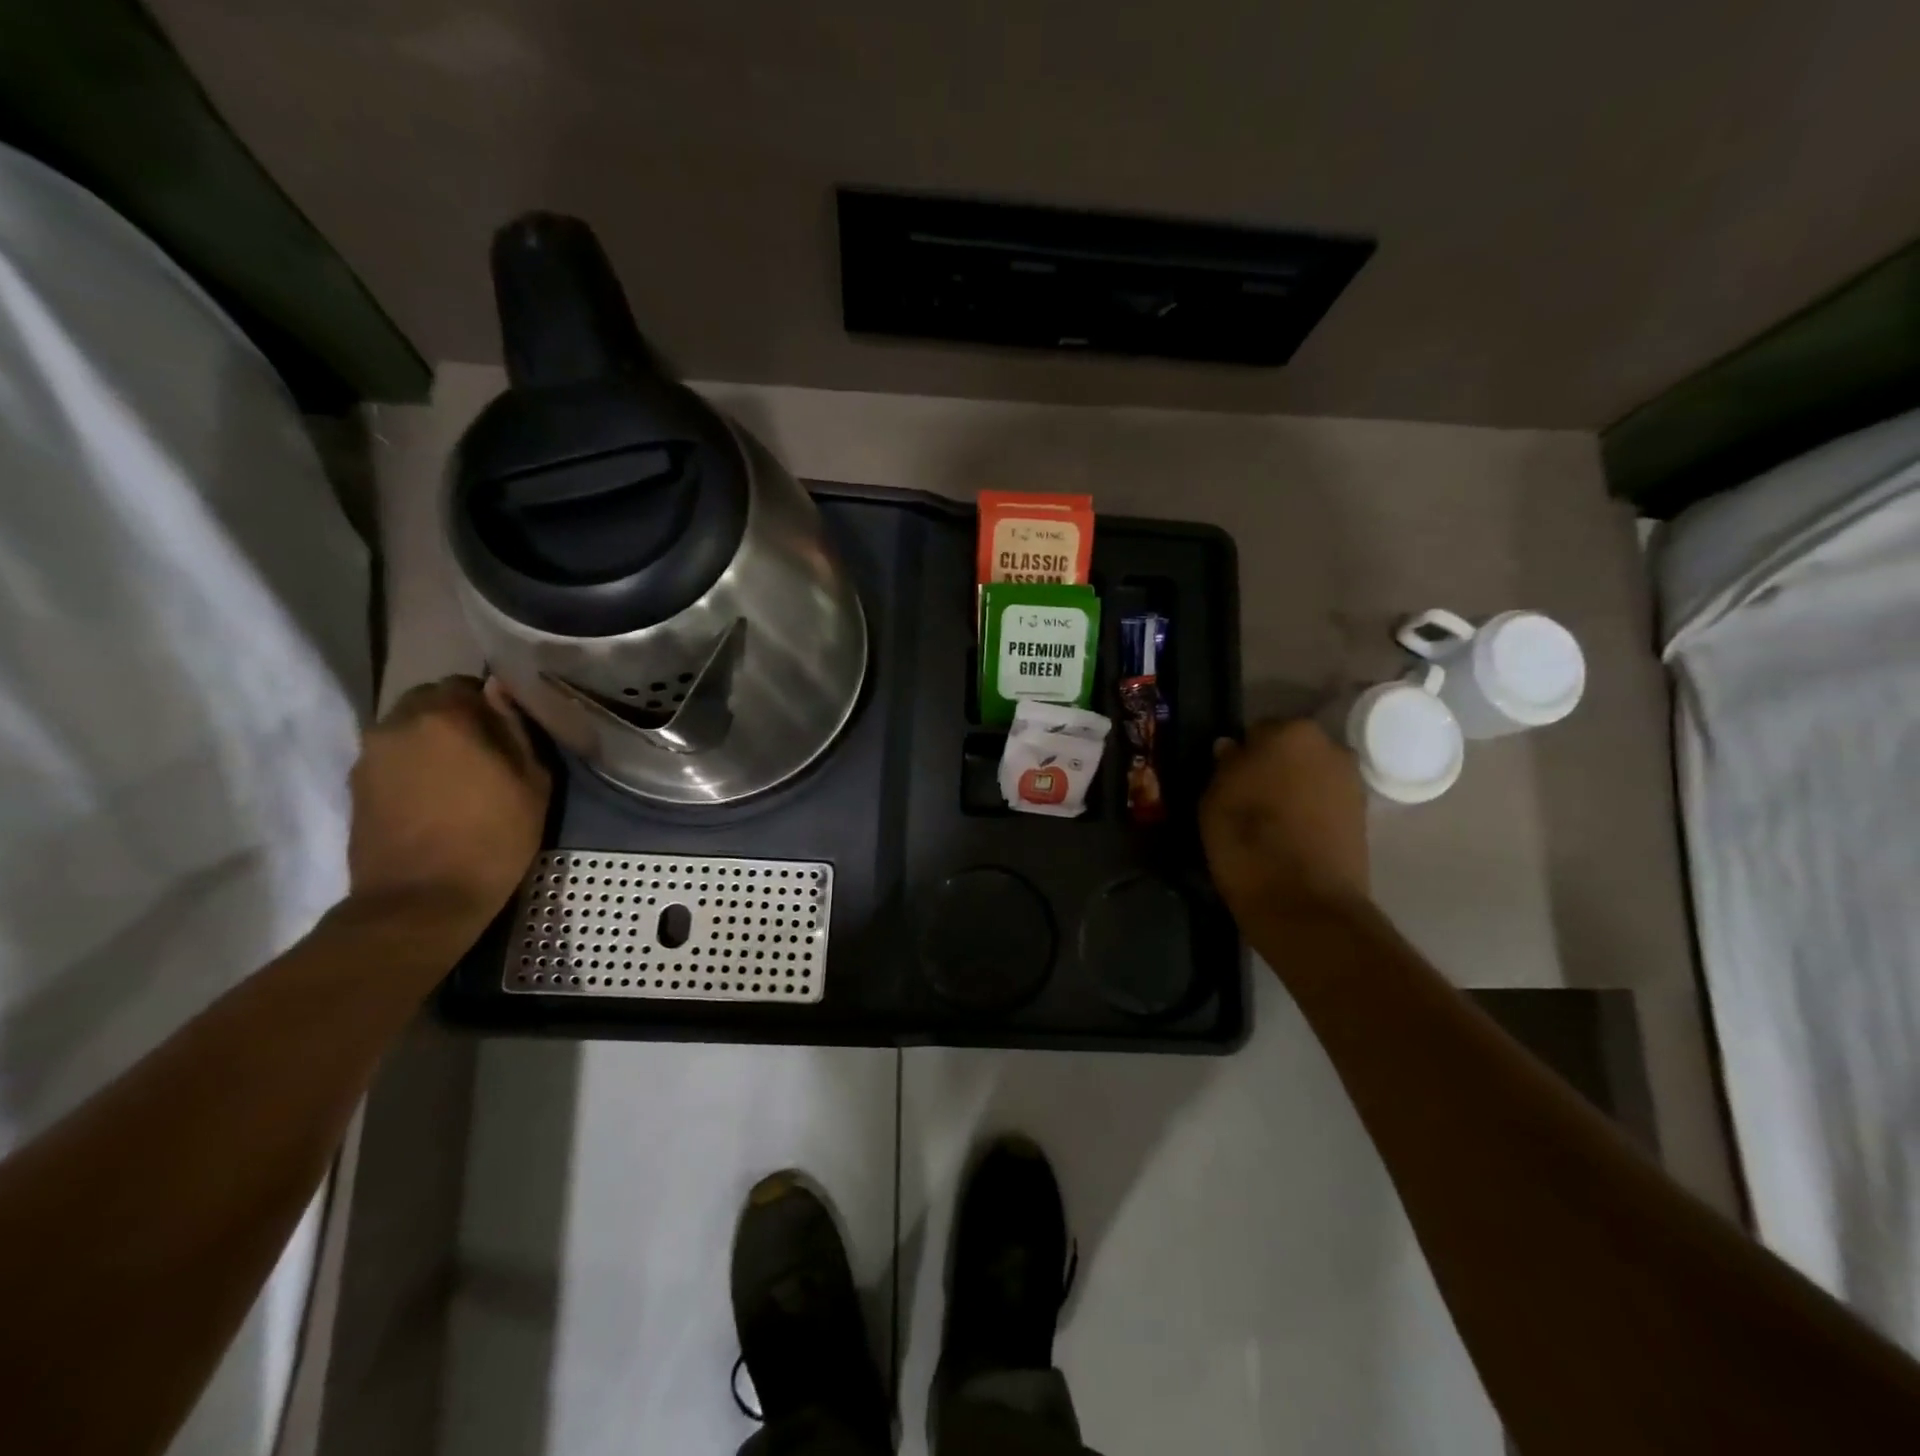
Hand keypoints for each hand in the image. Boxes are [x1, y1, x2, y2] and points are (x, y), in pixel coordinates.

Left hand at [347, 676, 551, 935]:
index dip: (491, 704)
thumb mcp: (532, 782)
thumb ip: (517, 729)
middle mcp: (398, 723)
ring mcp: (370, 754)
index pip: (467, 683)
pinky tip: (435, 798)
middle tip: (486, 752)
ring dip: (433, 742)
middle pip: (430, 702)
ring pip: (408, 729)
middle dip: (457, 718)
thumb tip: (500, 693)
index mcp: (446, 715)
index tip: (508, 731)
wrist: (420, 901)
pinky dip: (413, 767)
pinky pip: (392, 758)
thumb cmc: (492, 838)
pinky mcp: (356, 785)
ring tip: (460, 778)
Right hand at [1199, 719, 1370, 921]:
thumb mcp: (1214, 798)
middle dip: (1271, 766)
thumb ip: (1225, 765)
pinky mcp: (1363, 817)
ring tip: (1268, 821)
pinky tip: (1289, 836)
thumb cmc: (1247, 840)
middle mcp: (1329, 746)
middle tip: (1246, 797)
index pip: (1257, 730)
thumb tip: (1232, 749)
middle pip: (1289, 749)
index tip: (1227, 778)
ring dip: (1292, 789)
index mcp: (1290, 731)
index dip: (1240, 754)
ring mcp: (1352, 782)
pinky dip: (1309, 812)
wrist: (1304, 902)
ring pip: (1309, 776)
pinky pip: (1324, 802)